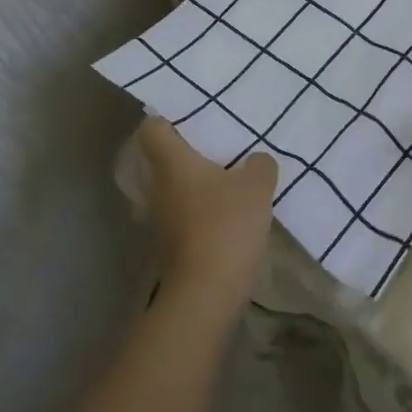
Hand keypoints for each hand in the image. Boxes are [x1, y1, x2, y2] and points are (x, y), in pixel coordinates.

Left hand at [139, 119, 276, 317]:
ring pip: (172, 188)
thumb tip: (255, 162)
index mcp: (172, 163)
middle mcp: (158, 187)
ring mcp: (160, 219)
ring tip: (226, 178)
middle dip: (186, 151)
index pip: (152, 129)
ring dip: (193, 183)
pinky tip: (226, 213)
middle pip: (162, 159)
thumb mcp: (256, 186)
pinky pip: (182, 214)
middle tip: (217, 145)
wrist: (205, 294)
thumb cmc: (226, 225)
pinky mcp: (170, 245)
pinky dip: (199, 209)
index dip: (167, 119)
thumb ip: (259, 165)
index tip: (192, 117)